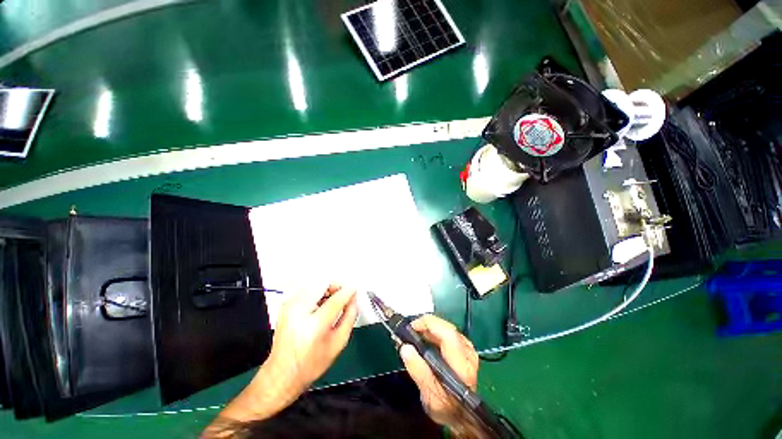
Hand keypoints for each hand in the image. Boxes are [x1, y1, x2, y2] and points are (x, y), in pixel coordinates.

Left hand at [214, 285, 357, 424]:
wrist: (282, 373)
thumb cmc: (311, 363)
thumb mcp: (338, 343)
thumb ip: (350, 317)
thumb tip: (354, 300)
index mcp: (314, 325)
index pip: (335, 299)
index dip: (348, 292)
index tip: (355, 290)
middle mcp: (299, 311)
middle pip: (323, 283)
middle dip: (337, 286)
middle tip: (344, 295)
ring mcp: (290, 305)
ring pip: (316, 283)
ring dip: (328, 288)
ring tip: (333, 301)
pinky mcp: (287, 304)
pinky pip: (308, 288)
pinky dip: (319, 291)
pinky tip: (322, 304)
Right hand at [400, 315, 478, 432]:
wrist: (462, 417)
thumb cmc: (445, 407)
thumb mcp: (429, 394)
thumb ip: (418, 371)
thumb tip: (405, 348)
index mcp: (460, 364)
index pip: (447, 333)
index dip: (429, 324)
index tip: (413, 326)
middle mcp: (467, 354)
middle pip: (448, 328)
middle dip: (428, 324)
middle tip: (412, 329)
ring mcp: (469, 351)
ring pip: (449, 328)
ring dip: (432, 327)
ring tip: (417, 332)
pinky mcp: (466, 350)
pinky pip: (450, 333)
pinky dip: (437, 332)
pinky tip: (428, 337)